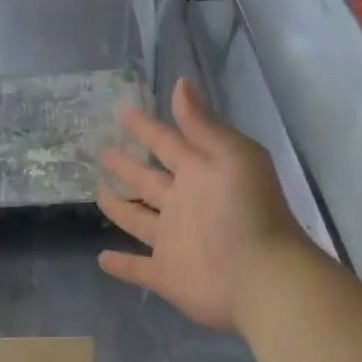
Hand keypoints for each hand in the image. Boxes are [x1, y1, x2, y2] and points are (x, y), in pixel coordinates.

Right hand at [97, 79, 304, 332]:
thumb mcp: (231, 156)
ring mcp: (174, 241)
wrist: (262, 277)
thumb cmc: (247, 211)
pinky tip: (101, 257)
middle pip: (149, 180)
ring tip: (98, 193)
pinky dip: (121, 265)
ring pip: (140, 220)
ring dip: (121, 208)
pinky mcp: (167, 274)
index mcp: (199, 173)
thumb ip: (202, 124)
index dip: (145, 126)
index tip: (122, 109)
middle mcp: (184, 204)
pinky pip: (138, 268)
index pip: (166, 143)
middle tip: (103, 150)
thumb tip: (180, 83)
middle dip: (128, 166)